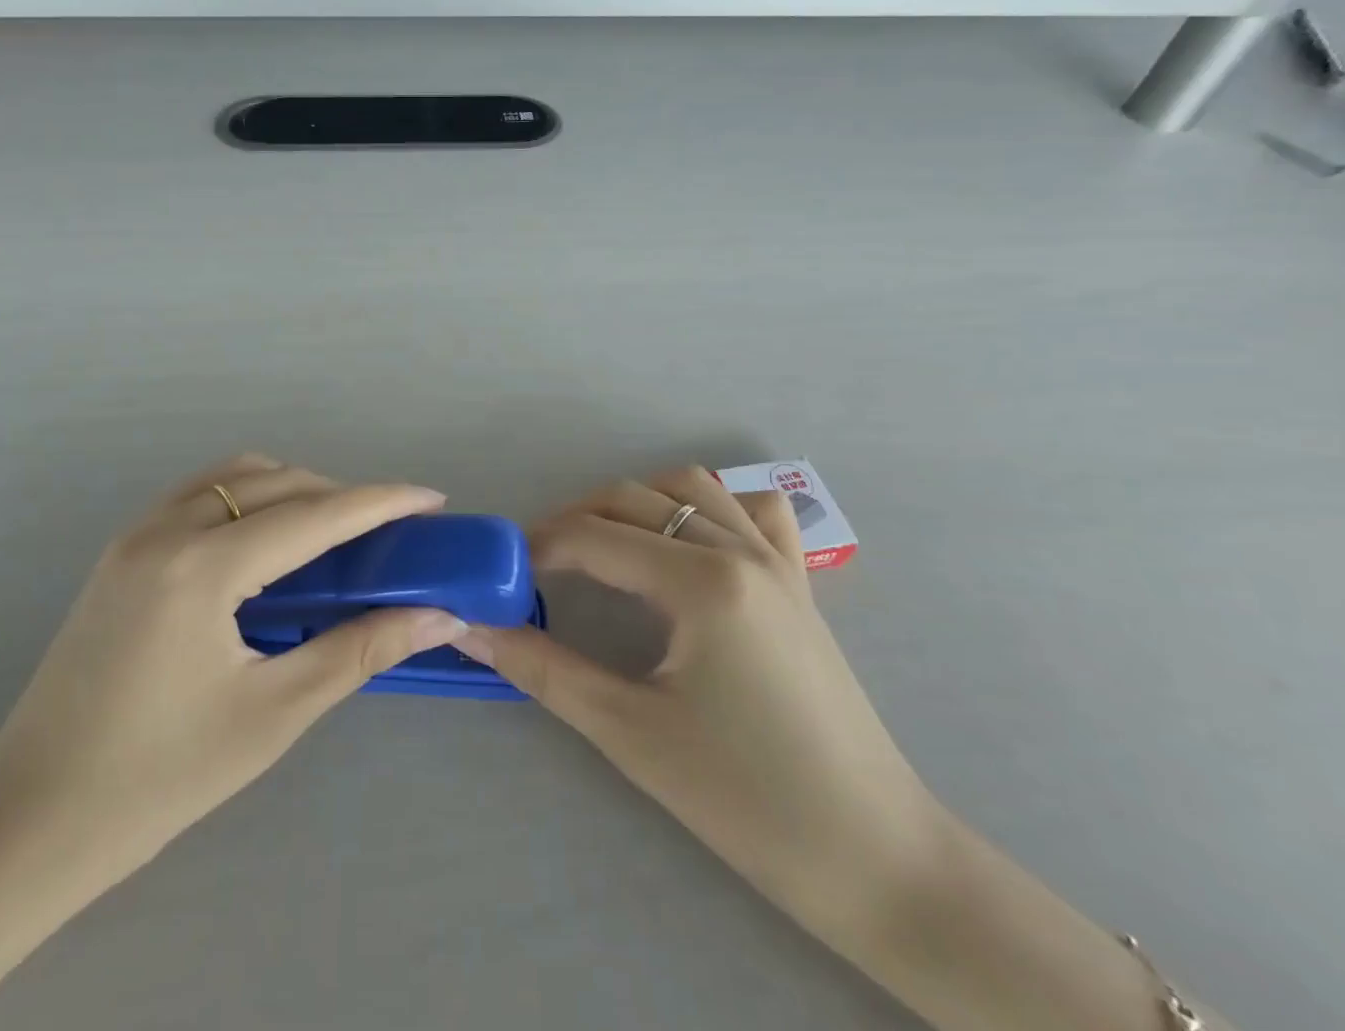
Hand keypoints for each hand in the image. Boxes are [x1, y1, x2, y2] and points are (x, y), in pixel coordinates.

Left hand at [0, 454, 467, 892]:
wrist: (30, 820)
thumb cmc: (159, 777)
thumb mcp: (273, 714)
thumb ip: (359, 650)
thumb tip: (437, 617)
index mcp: (203, 566)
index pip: (314, 515)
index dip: (381, 501)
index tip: (431, 498)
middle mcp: (167, 528)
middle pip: (277, 482)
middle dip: (340, 496)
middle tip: (388, 532)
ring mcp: (136, 533)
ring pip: (235, 476)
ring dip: (293, 489)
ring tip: (332, 535)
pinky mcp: (121, 550)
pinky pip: (201, 494)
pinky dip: (248, 499)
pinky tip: (266, 546)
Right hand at [462, 466, 945, 940]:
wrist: (874, 857)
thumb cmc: (746, 800)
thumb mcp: (628, 732)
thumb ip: (542, 668)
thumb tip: (469, 628)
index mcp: (700, 581)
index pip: (592, 537)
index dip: (536, 548)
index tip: (501, 573)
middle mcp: (738, 549)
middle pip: (631, 498)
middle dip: (574, 521)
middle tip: (538, 568)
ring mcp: (776, 559)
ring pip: (689, 487)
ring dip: (634, 502)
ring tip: (602, 549)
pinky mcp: (798, 581)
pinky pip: (753, 509)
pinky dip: (711, 506)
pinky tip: (689, 541)